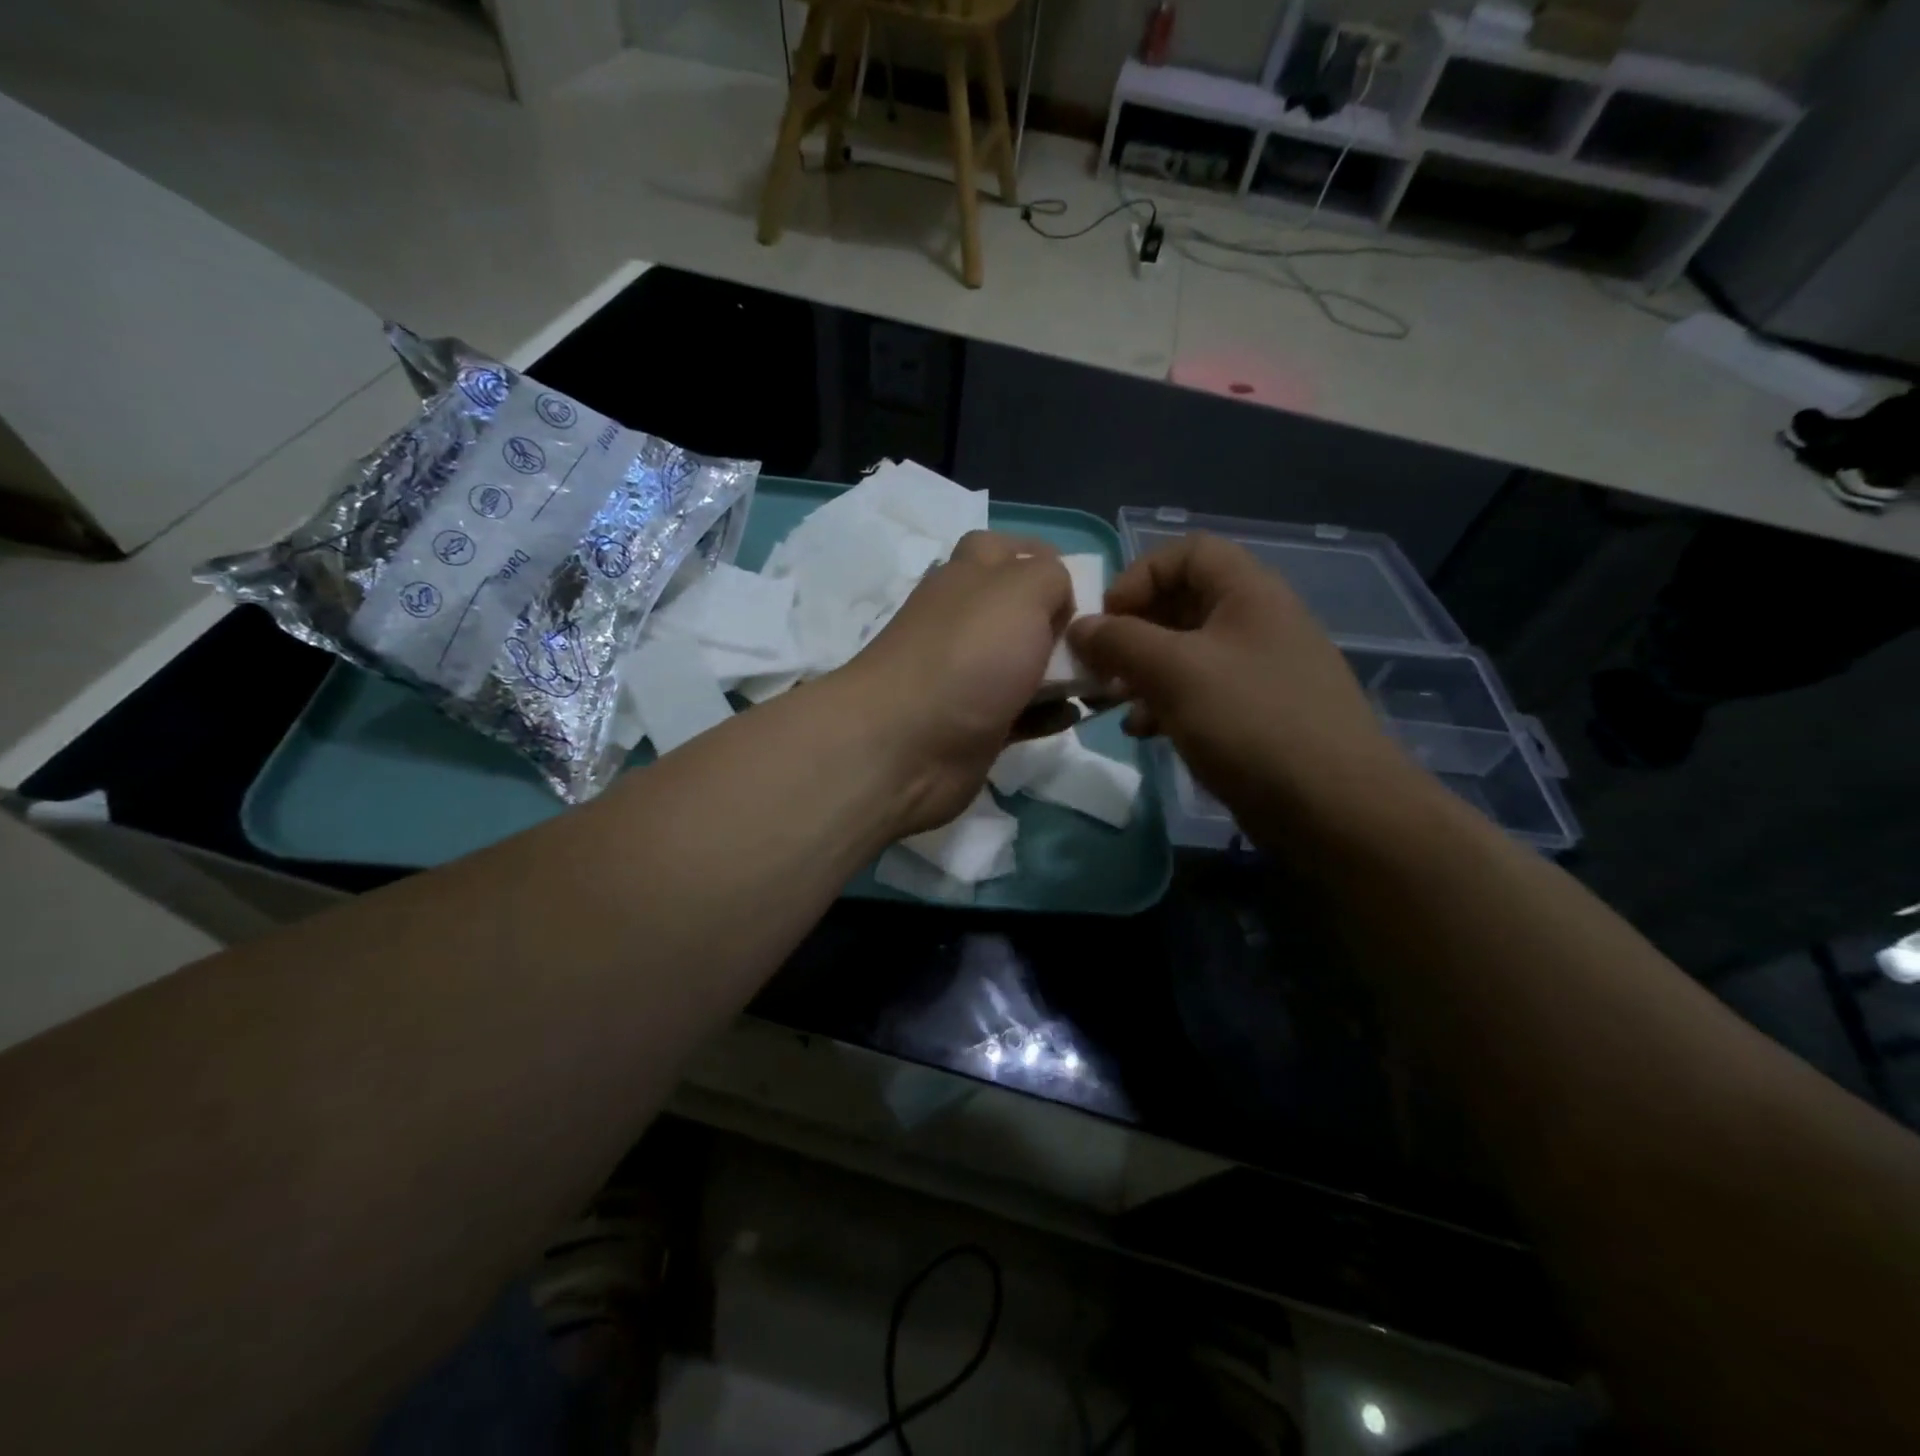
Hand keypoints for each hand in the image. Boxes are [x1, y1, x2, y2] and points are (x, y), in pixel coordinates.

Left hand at [832, 531, 1074, 836]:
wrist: (906, 746)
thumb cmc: (969, 655)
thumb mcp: (1021, 590)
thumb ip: (1051, 576)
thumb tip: (1059, 595)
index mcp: (968, 577)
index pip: (1003, 549)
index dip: (1043, 558)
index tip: (1084, 584)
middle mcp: (964, 622)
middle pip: (1020, 611)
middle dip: (1064, 622)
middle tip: (1102, 641)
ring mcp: (967, 676)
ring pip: (1026, 664)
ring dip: (1065, 672)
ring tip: (1106, 683)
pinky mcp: (976, 725)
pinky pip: (1023, 713)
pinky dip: (1049, 713)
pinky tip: (1074, 716)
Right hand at [1067, 532, 1407, 842]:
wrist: (1335, 808)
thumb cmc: (1252, 722)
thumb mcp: (1175, 672)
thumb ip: (1119, 641)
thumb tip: (1080, 626)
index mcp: (1249, 592)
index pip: (1187, 552)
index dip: (1139, 575)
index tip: (1108, 619)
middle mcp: (1257, 622)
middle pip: (1181, 603)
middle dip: (1132, 631)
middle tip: (1099, 666)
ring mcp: (1259, 671)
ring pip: (1186, 653)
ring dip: (1141, 672)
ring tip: (1111, 702)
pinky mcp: (1256, 715)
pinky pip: (1200, 693)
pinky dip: (1165, 704)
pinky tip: (1142, 732)